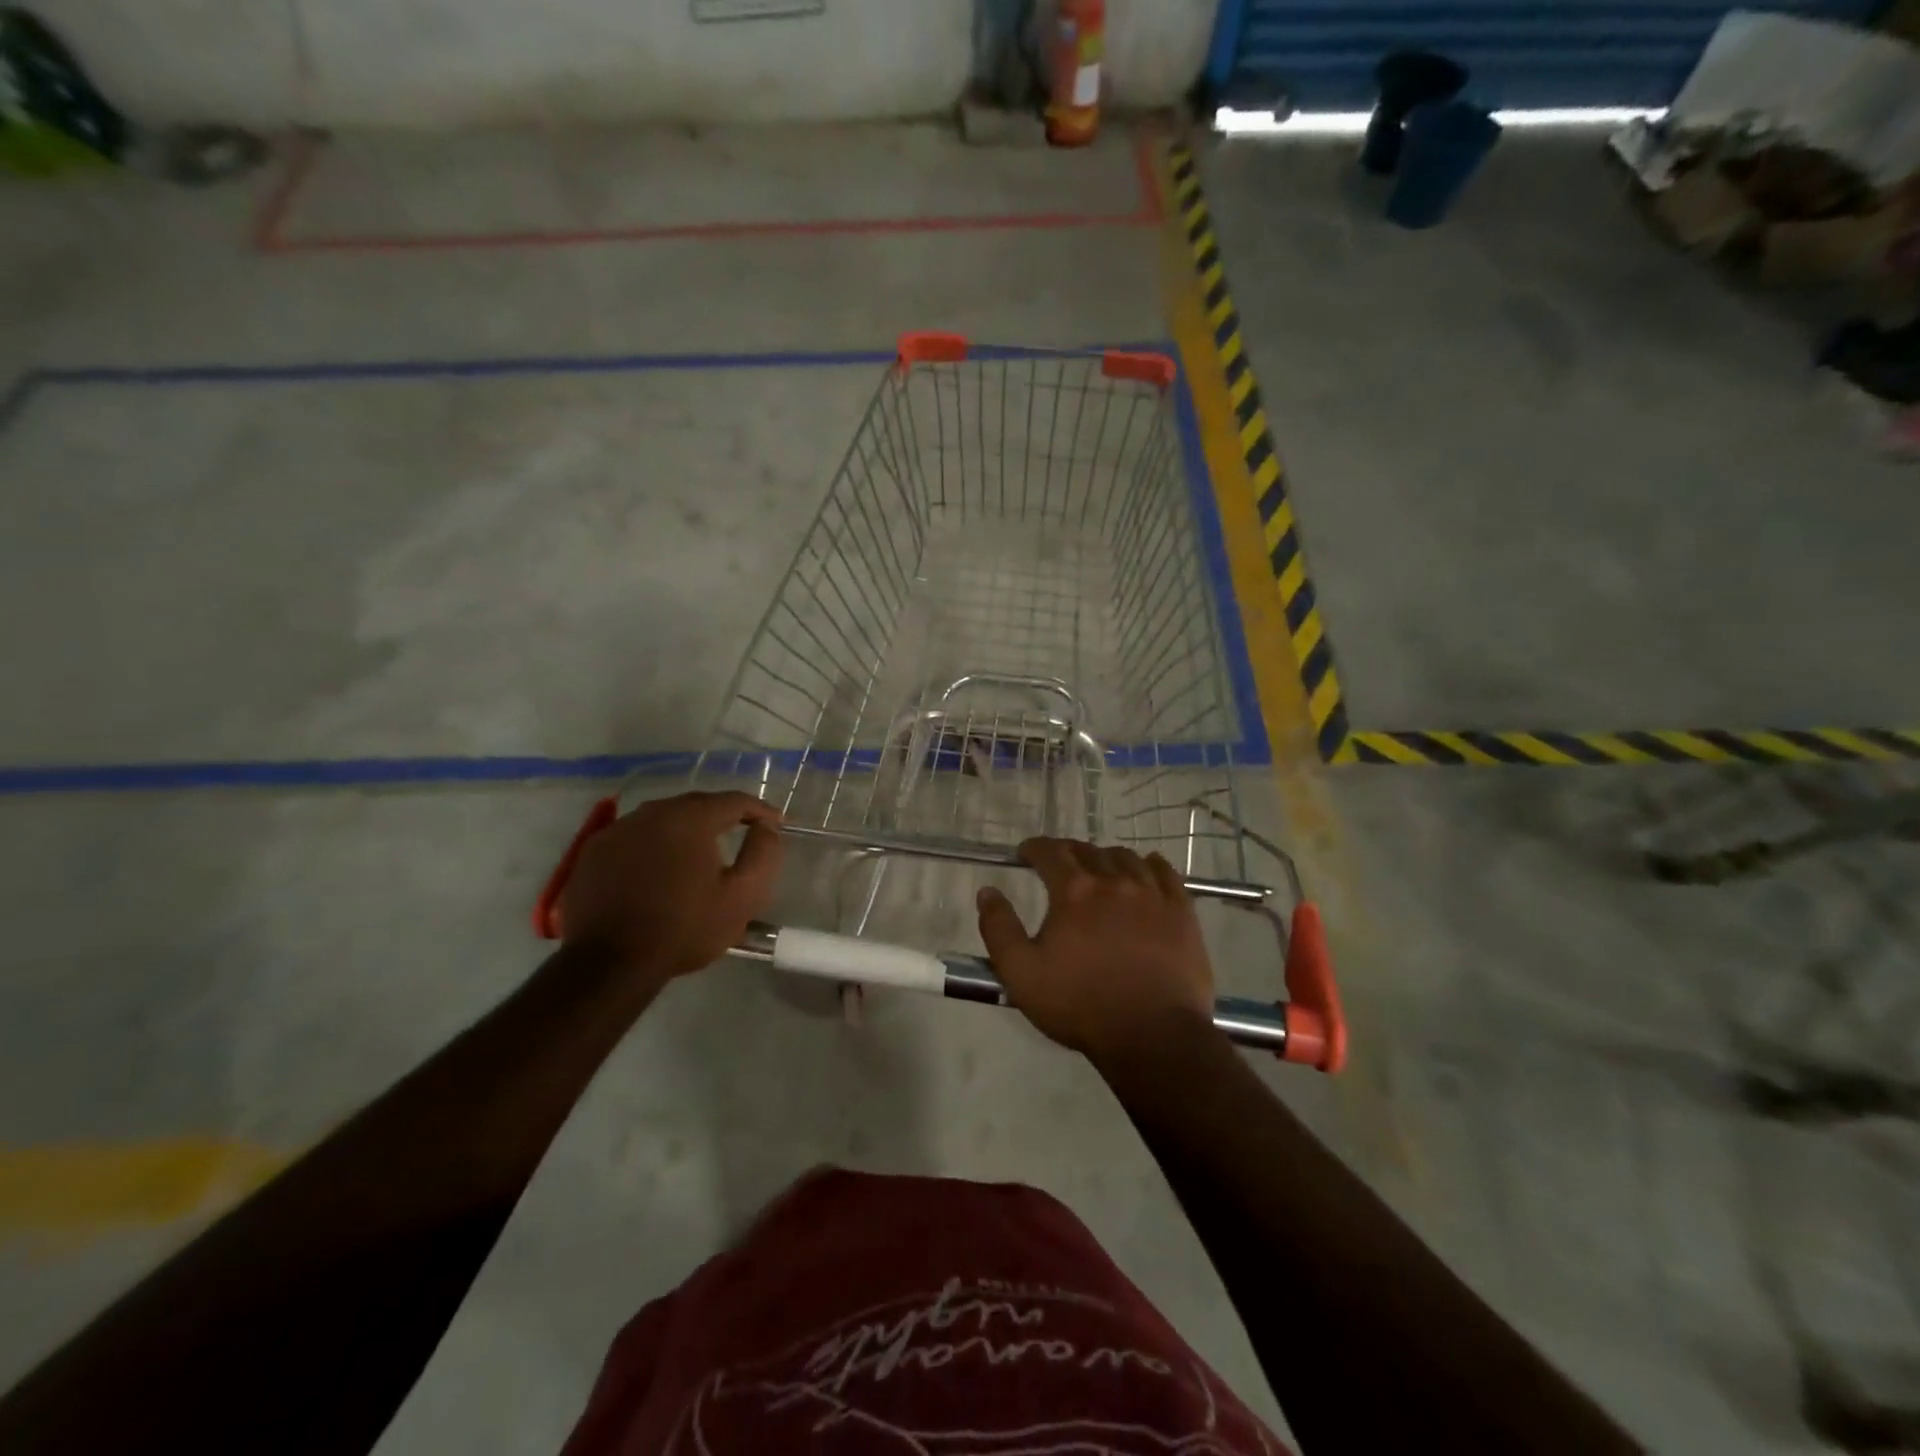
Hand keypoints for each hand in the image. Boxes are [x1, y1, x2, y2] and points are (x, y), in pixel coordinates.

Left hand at [559, 791, 782, 984]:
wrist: (609, 965)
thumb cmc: (683, 929)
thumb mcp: (742, 897)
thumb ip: (763, 854)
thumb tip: (766, 827)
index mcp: (690, 819)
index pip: (734, 800)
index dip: (760, 810)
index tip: (776, 825)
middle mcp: (651, 813)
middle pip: (697, 804)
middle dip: (723, 815)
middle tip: (743, 831)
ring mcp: (617, 830)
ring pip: (663, 818)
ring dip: (687, 828)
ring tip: (701, 850)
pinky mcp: (593, 851)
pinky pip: (635, 836)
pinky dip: (654, 843)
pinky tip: (659, 866)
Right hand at [976, 838, 1216, 1064]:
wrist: (1153, 1036)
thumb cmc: (1080, 1005)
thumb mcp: (1021, 974)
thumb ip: (999, 928)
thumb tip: (987, 891)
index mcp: (1073, 891)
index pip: (1050, 852)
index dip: (1034, 848)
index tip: (1026, 853)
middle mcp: (1113, 880)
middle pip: (1088, 850)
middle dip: (1068, 852)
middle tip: (1059, 865)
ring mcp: (1152, 893)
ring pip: (1126, 857)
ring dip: (1106, 858)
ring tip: (1100, 870)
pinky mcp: (1182, 911)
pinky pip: (1166, 873)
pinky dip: (1150, 865)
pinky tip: (1146, 870)